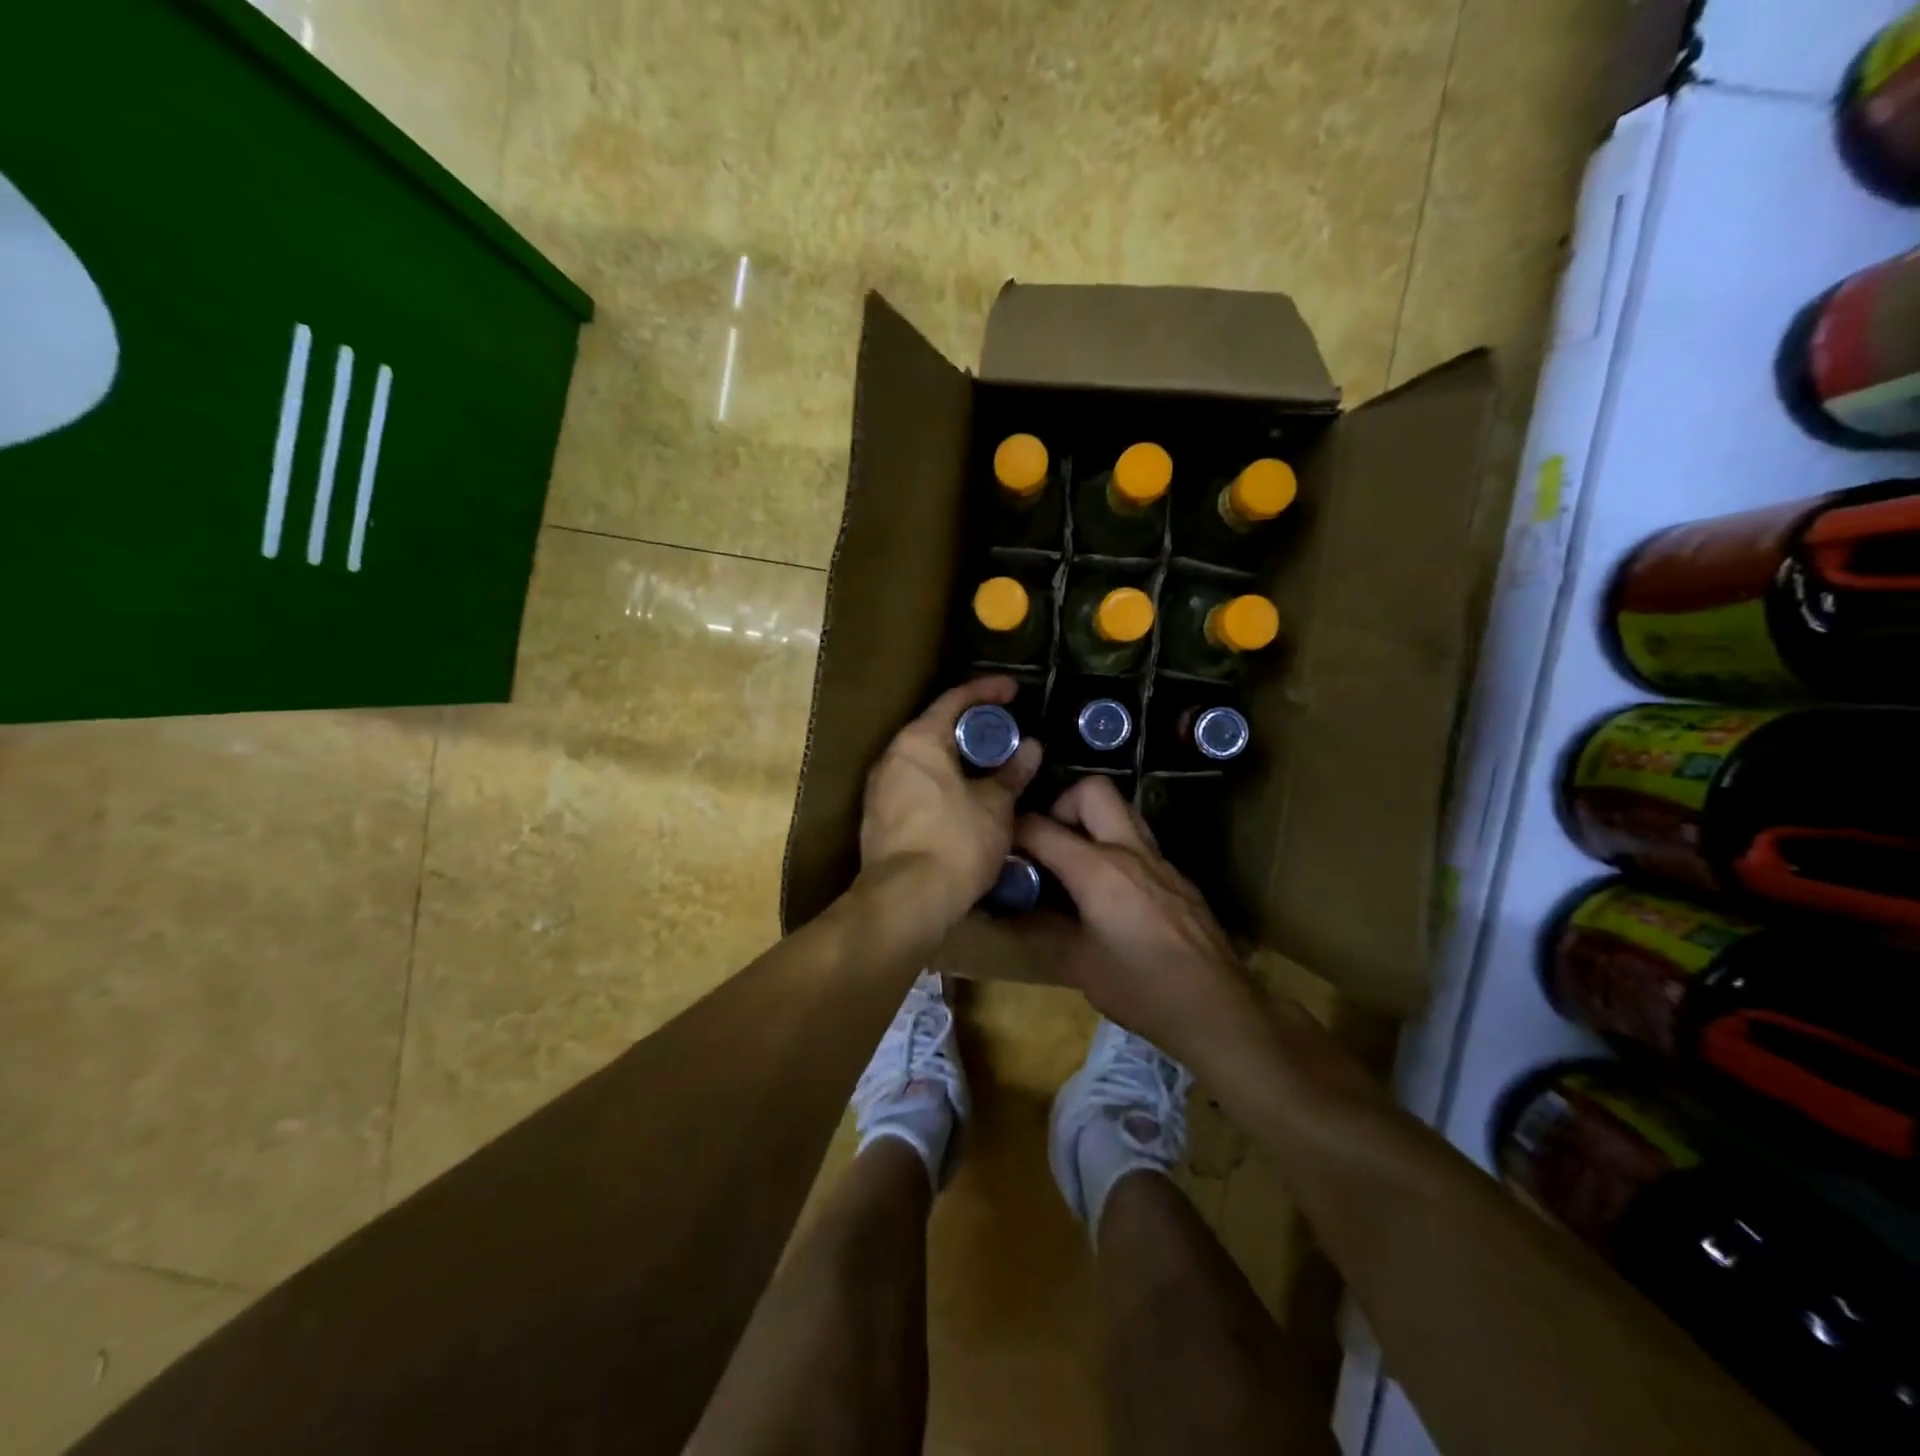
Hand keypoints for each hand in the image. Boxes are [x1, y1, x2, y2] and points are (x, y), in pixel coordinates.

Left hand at [860, 676, 1042, 921]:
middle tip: (1007, 733)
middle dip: (973, 728)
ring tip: (992, 767)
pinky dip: (944, 784)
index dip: (987, 691)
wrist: (906, 902)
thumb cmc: (955, 842)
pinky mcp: (880, 819)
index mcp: (918, 741)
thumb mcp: (995, 805)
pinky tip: (967, 800)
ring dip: (959, 759)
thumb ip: (1012, 772)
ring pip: (926, 761)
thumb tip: (1031, 749)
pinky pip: (917, 786)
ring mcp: (880, 789)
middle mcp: (892, 757)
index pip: (955, 699)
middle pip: (936, 728)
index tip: (1014, 690)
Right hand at [1016, 776, 1257, 1063]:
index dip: (1013, 832)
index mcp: (1098, 869)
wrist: (1218, 1010)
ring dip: (1091, 823)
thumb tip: (1005, 912)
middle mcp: (1130, 851)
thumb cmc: (1141, 989)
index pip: (1042, 827)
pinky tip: (1108, 893)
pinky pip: (1139, 842)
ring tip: (1073, 864)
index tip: (1001, 848)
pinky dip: (1115, 849)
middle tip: (1049, 844)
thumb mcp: (1078, 964)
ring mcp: (1159, 861)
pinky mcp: (1177, 877)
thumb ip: (1039, 928)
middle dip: (1062, 805)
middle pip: (1092, 790)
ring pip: (1121, 811)